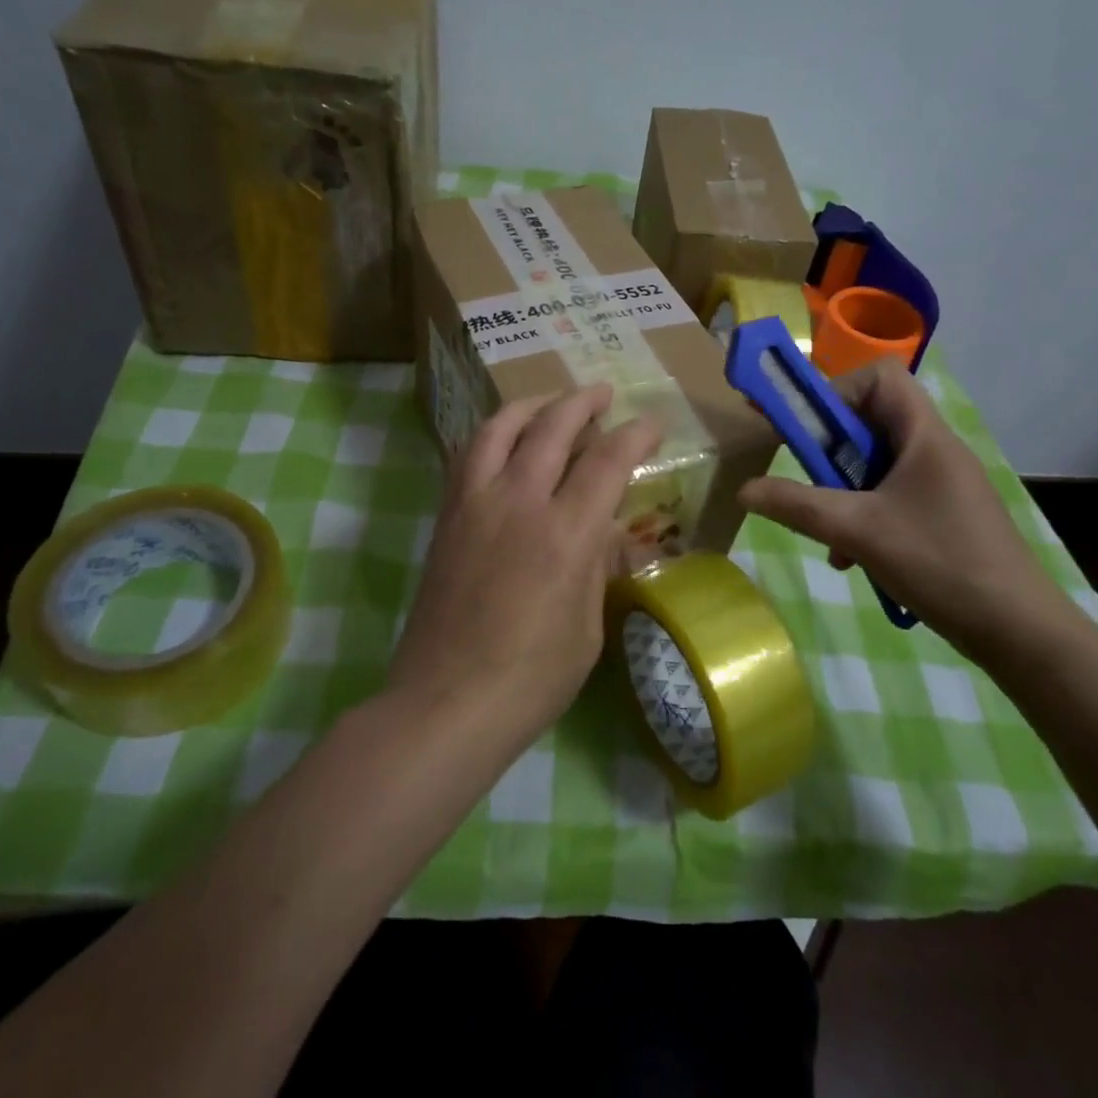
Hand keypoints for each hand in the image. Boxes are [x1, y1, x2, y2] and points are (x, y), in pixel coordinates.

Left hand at [391, 384, 663, 740]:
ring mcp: (475, 504)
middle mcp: (519, 502)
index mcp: (566, 534)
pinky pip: (468, 455)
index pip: (607, 461)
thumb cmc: (531, 678)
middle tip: (603, 394)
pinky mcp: (447, 517)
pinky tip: (504, 439)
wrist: (446, 702)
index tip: (651, 424)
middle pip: (552, 427)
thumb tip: (606, 531)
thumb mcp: (588, 626)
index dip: (634, 435)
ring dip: (530, 405)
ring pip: (500, 429)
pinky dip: (492, 434)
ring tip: (550, 402)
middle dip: (583, 402)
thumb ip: (597, 565)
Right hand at [738, 359, 1079, 655]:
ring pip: (878, 466)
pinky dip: (864, 517)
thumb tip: (744, 490)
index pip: (880, 377)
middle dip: (831, 451)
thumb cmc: (940, 563)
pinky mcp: (944, 515)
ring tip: (828, 533)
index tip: (804, 430)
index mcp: (925, 436)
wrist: (1019, 630)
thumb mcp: (858, 531)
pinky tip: (852, 557)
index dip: (837, 392)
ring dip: (843, 491)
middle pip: (873, 422)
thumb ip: (797, 506)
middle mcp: (936, 450)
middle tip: (805, 480)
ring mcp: (942, 484)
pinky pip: (892, 497)